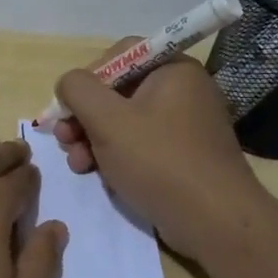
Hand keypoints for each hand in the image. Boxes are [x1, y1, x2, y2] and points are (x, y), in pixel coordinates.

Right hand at [51, 45, 271, 259]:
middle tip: (64, 140)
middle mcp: (183, 90)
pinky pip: (141, 145)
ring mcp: (185, 125)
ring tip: (78, 165)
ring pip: (125, 121)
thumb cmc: (158, 161)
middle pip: (118, 91)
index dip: (86, 78)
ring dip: (93, 140)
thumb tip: (68, 83)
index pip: (119, 55)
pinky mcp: (183, 156)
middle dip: (85, 116)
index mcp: (173, 69)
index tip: (67, 108)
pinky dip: (116, 156)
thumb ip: (78, 90)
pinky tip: (100, 176)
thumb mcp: (107, 120)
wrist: (214, 222)